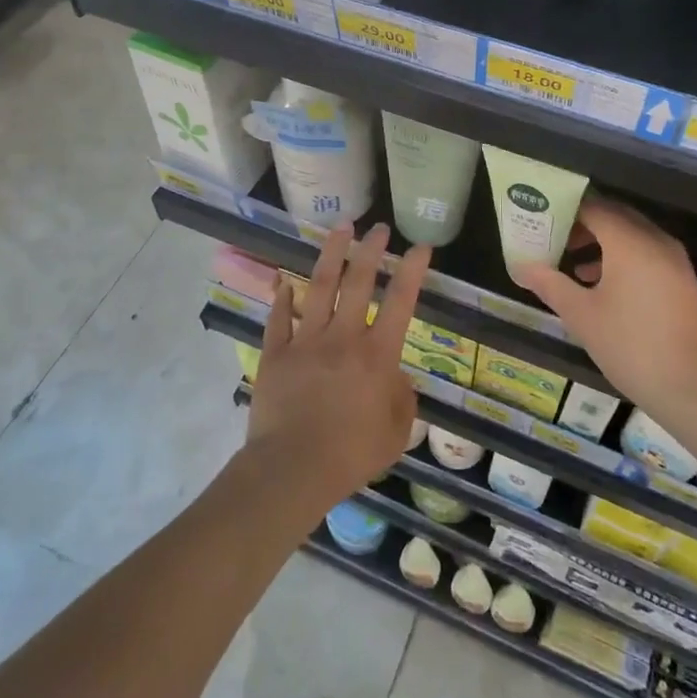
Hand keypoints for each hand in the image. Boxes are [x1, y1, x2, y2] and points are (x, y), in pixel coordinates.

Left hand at [246, 223, 427, 508]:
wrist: (292, 470)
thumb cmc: (351, 455)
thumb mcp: (395, 434)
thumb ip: (402, 400)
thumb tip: (396, 377)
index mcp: (377, 355)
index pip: (401, 301)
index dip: (412, 270)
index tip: (420, 246)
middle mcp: (343, 337)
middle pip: (358, 281)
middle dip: (371, 250)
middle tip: (378, 227)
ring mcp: (306, 341)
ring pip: (320, 287)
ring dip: (331, 254)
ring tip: (340, 228)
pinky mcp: (276, 354)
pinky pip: (278, 319)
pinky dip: (281, 298)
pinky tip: (284, 281)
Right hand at [511, 192, 696, 412]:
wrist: (694, 388)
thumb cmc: (631, 346)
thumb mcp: (582, 316)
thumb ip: (550, 284)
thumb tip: (521, 267)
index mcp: (630, 242)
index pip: (593, 206)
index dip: (565, 209)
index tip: (540, 217)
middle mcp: (655, 241)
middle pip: (615, 215)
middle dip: (582, 223)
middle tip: (552, 236)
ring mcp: (675, 260)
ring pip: (632, 235)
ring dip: (602, 241)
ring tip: (570, 261)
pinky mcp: (683, 281)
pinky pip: (647, 253)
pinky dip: (622, 257)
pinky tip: (601, 284)